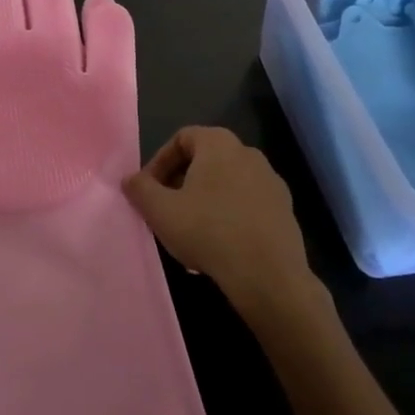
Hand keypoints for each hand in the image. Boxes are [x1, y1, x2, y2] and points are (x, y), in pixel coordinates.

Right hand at [123, 127, 315, 323]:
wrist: (268, 275)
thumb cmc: (208, 232)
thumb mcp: (160, 211)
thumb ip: (140, 189)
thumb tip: (129, 179)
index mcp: (219, 143)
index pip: (182, 138)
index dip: (160, 162)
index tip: (149, 190)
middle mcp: (248, 153)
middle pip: (205, 159)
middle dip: (181, 182)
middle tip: (166, 210)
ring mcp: (271, 181)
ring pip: (227, 183)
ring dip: (205, 200)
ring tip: (191, 231)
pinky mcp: (285, 209)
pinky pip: (247, 203)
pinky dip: (229, 215)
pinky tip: (219, 244)